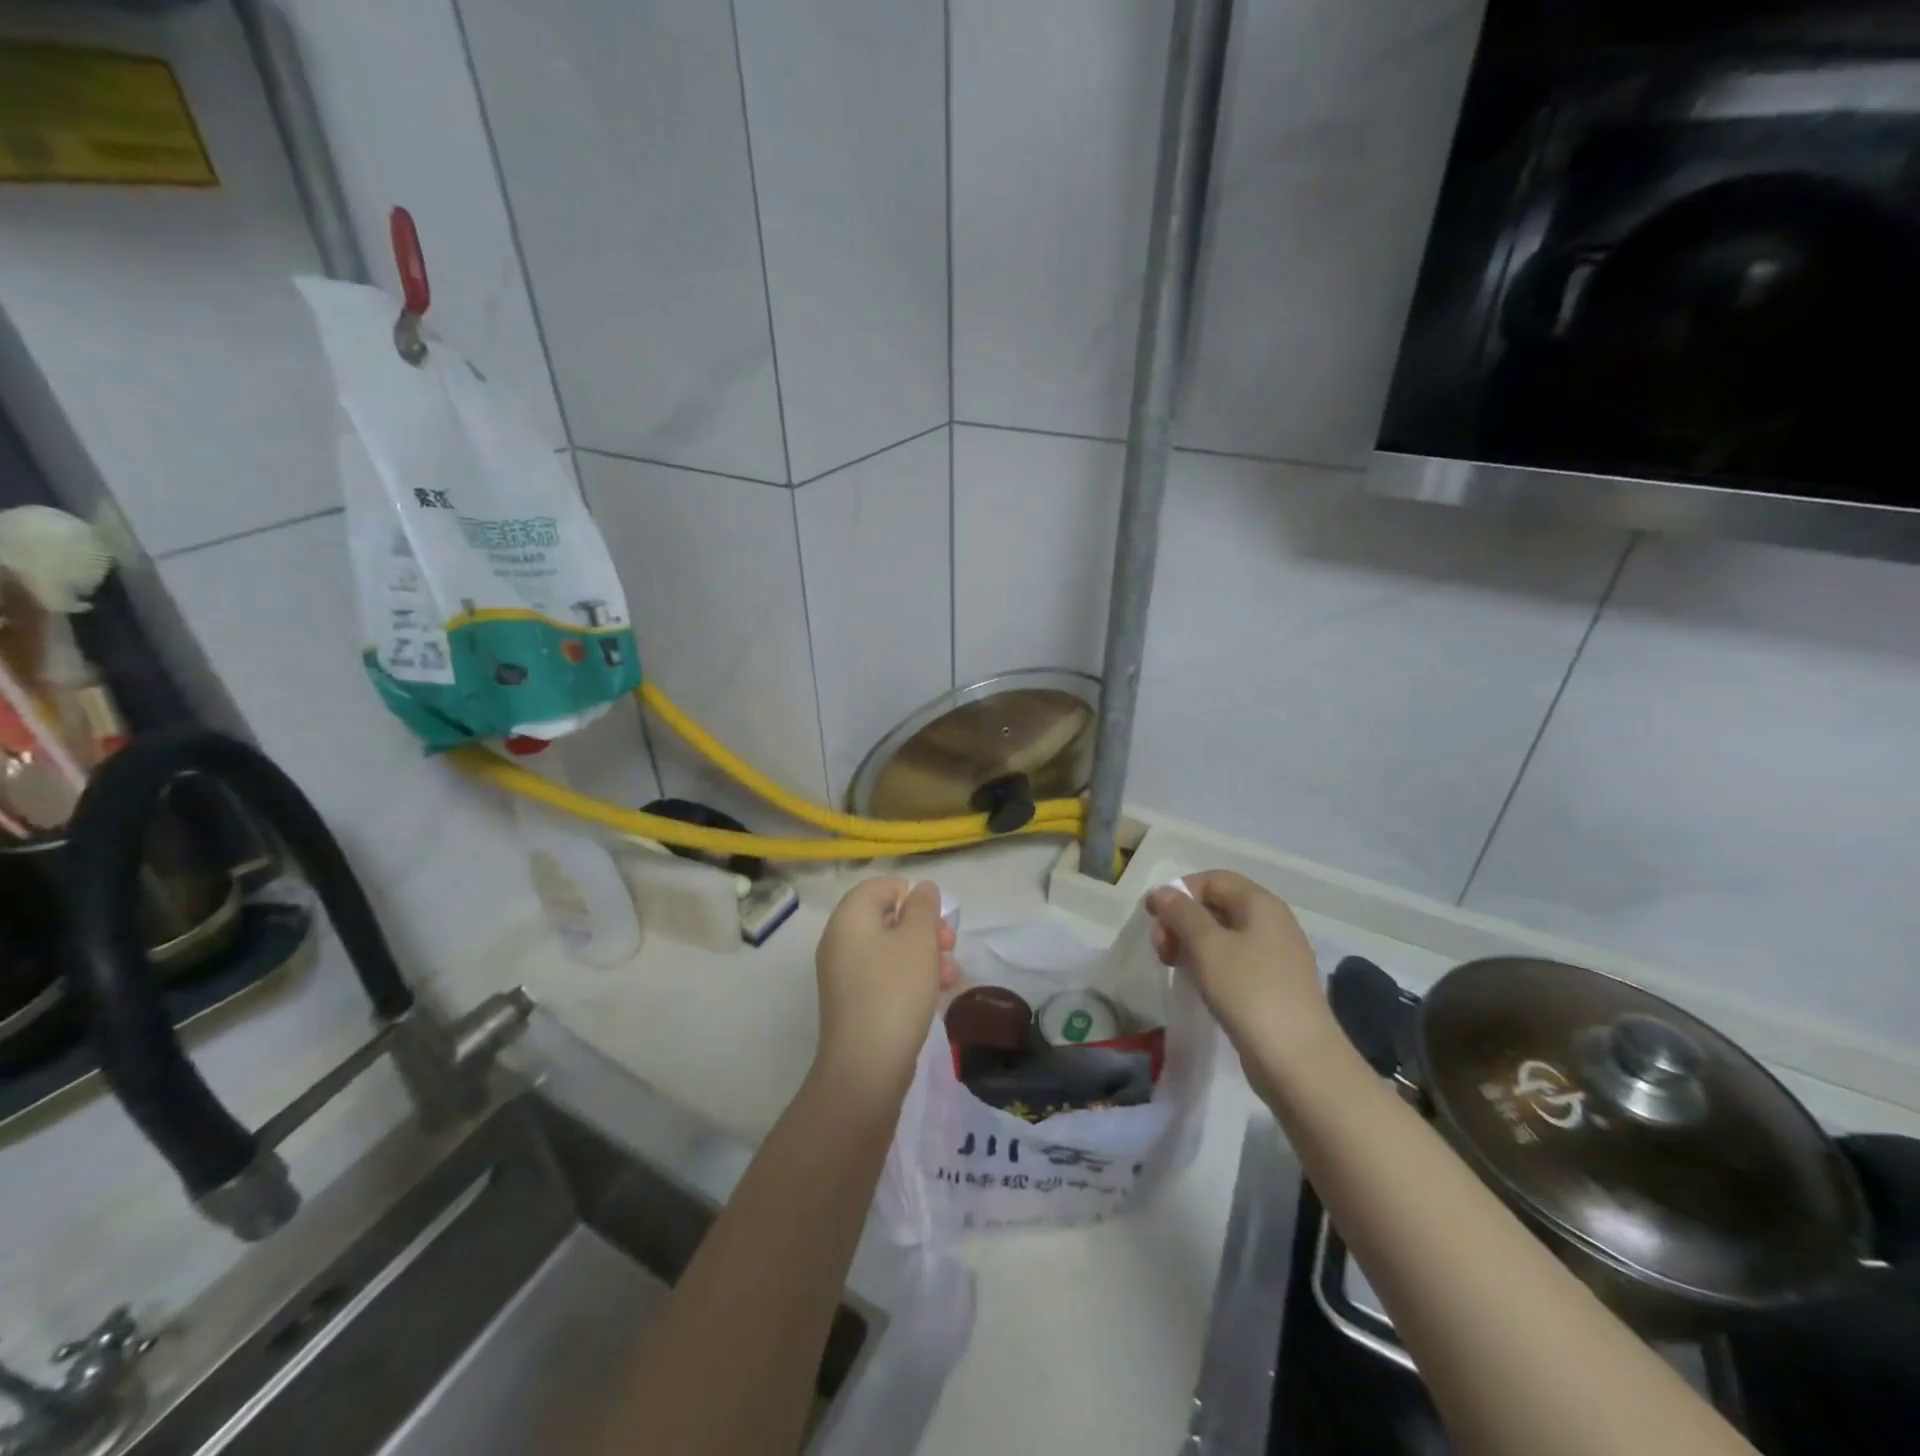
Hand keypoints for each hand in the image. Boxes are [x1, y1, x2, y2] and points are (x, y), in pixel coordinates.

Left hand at [813, 878, 958, 1099]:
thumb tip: (921, 888)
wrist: (867, 1067)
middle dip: (924, 929)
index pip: (877, 887)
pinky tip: (941, 993)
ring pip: (891, 951)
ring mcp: (846, 976)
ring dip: (926, 956)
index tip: (937, 914)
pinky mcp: (856, 1004)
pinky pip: (886, 978)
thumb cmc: (895, 990)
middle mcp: (841, 942)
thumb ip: (923, 908)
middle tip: (950, 943)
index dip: (910, 894)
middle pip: (886, 919)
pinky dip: (913, 979)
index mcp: (849, 919)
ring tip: (954, 975)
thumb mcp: (918, 941)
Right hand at [1146, 871, 1334, 1060]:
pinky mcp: (1273, 986)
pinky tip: (1198, 985)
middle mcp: (1272, 923)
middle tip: (1162, 948)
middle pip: (1217, 905)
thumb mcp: (1207, 945)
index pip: (1213, 880)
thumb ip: (1181, 913)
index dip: (1180, 892)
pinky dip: (1210, 965)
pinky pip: (1234, 961)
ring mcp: (1276, 957)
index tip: (1154, 918)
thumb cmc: (1249, 991)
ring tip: (1174, 967)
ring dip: (1192, 944)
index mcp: (1261, 904)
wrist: (1298, 1061)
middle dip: (1182, 920)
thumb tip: (1163, 893)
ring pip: (1223, 935)